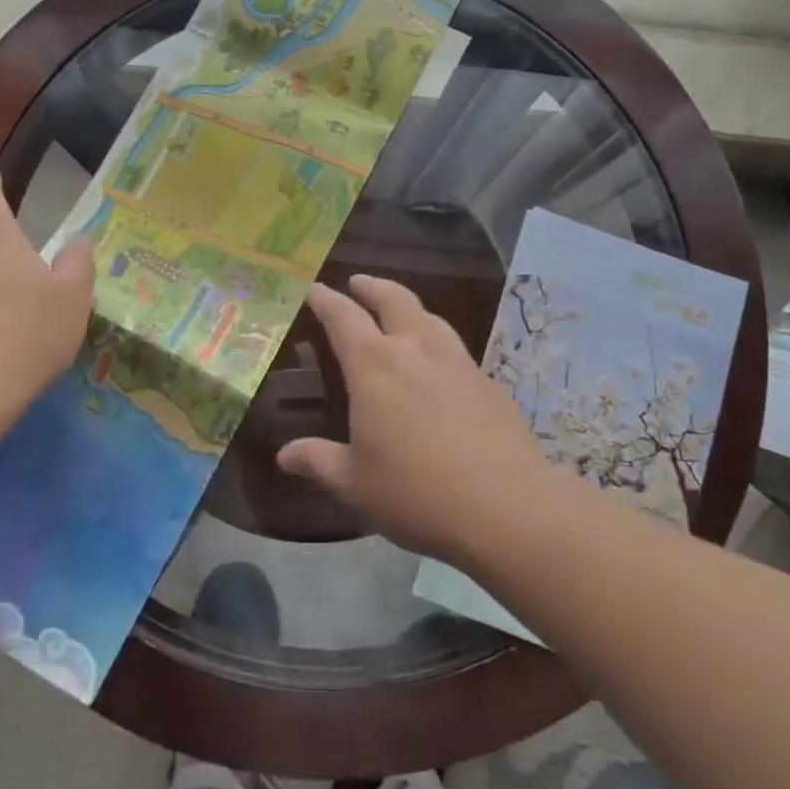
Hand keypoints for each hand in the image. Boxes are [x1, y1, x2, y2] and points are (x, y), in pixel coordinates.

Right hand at [276, 276, 549, 563]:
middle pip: (394, 299)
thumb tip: (284, 456)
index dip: (326, 300)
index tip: (314, 288)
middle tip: (358, 282)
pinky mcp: (488, 382)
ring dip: (409, 307)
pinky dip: (437, 340)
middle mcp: (416, 351)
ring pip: (430, 317)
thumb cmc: (415, 492)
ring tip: (400, 312)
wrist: (505, 506)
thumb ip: (318, 461)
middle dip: (373, 287)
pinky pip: (455, 347)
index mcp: (375, 366)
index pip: (343, 318)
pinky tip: (439, 364)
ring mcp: (458, 363)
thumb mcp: (355, 483)